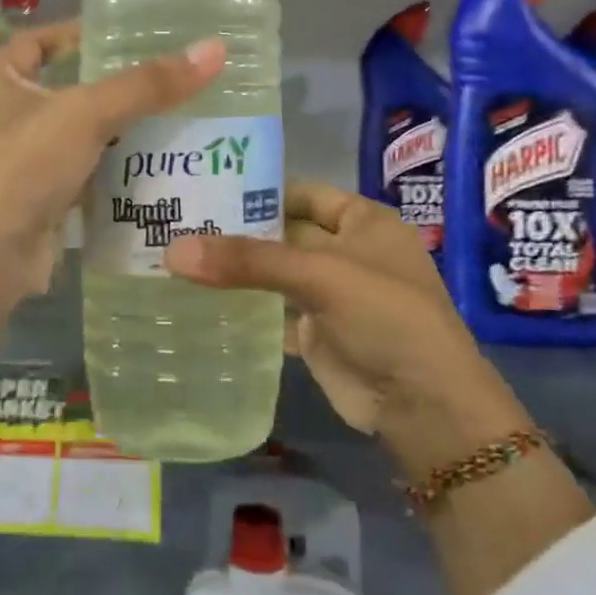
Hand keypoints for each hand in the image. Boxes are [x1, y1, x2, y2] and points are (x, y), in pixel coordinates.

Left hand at [0, 22, 225, 393]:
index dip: (82, 34)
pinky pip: (76, 174)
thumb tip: (214, 49)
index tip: (132, 34)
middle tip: (166, 79)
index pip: (40, 40)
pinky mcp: (30, 199)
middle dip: (111, 87)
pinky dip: (106, 170)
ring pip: (72, 136)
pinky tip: (151, 167)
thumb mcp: (85, 115)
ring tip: (172, 119)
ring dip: (113, 131)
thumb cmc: (21, 168)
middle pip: (62, 89)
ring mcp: (11, 162)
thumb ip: (146, 85)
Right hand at [163, 181, 529, 474]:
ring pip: (274, 273)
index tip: (205, 188)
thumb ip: (249, 260)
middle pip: (284, 233)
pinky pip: (271, 310)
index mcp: (363, 222)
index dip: (260, 189)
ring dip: (236, 270)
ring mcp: (330, 294)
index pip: (304, 193)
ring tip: (175, 257)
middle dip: (238, 231)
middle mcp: (346, 251)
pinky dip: (243, 307)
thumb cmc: (386, 317)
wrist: (423, 406)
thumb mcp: (321, 275)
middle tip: (177, 223)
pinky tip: (199, 301)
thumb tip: (173, 250)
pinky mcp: (315, 332)